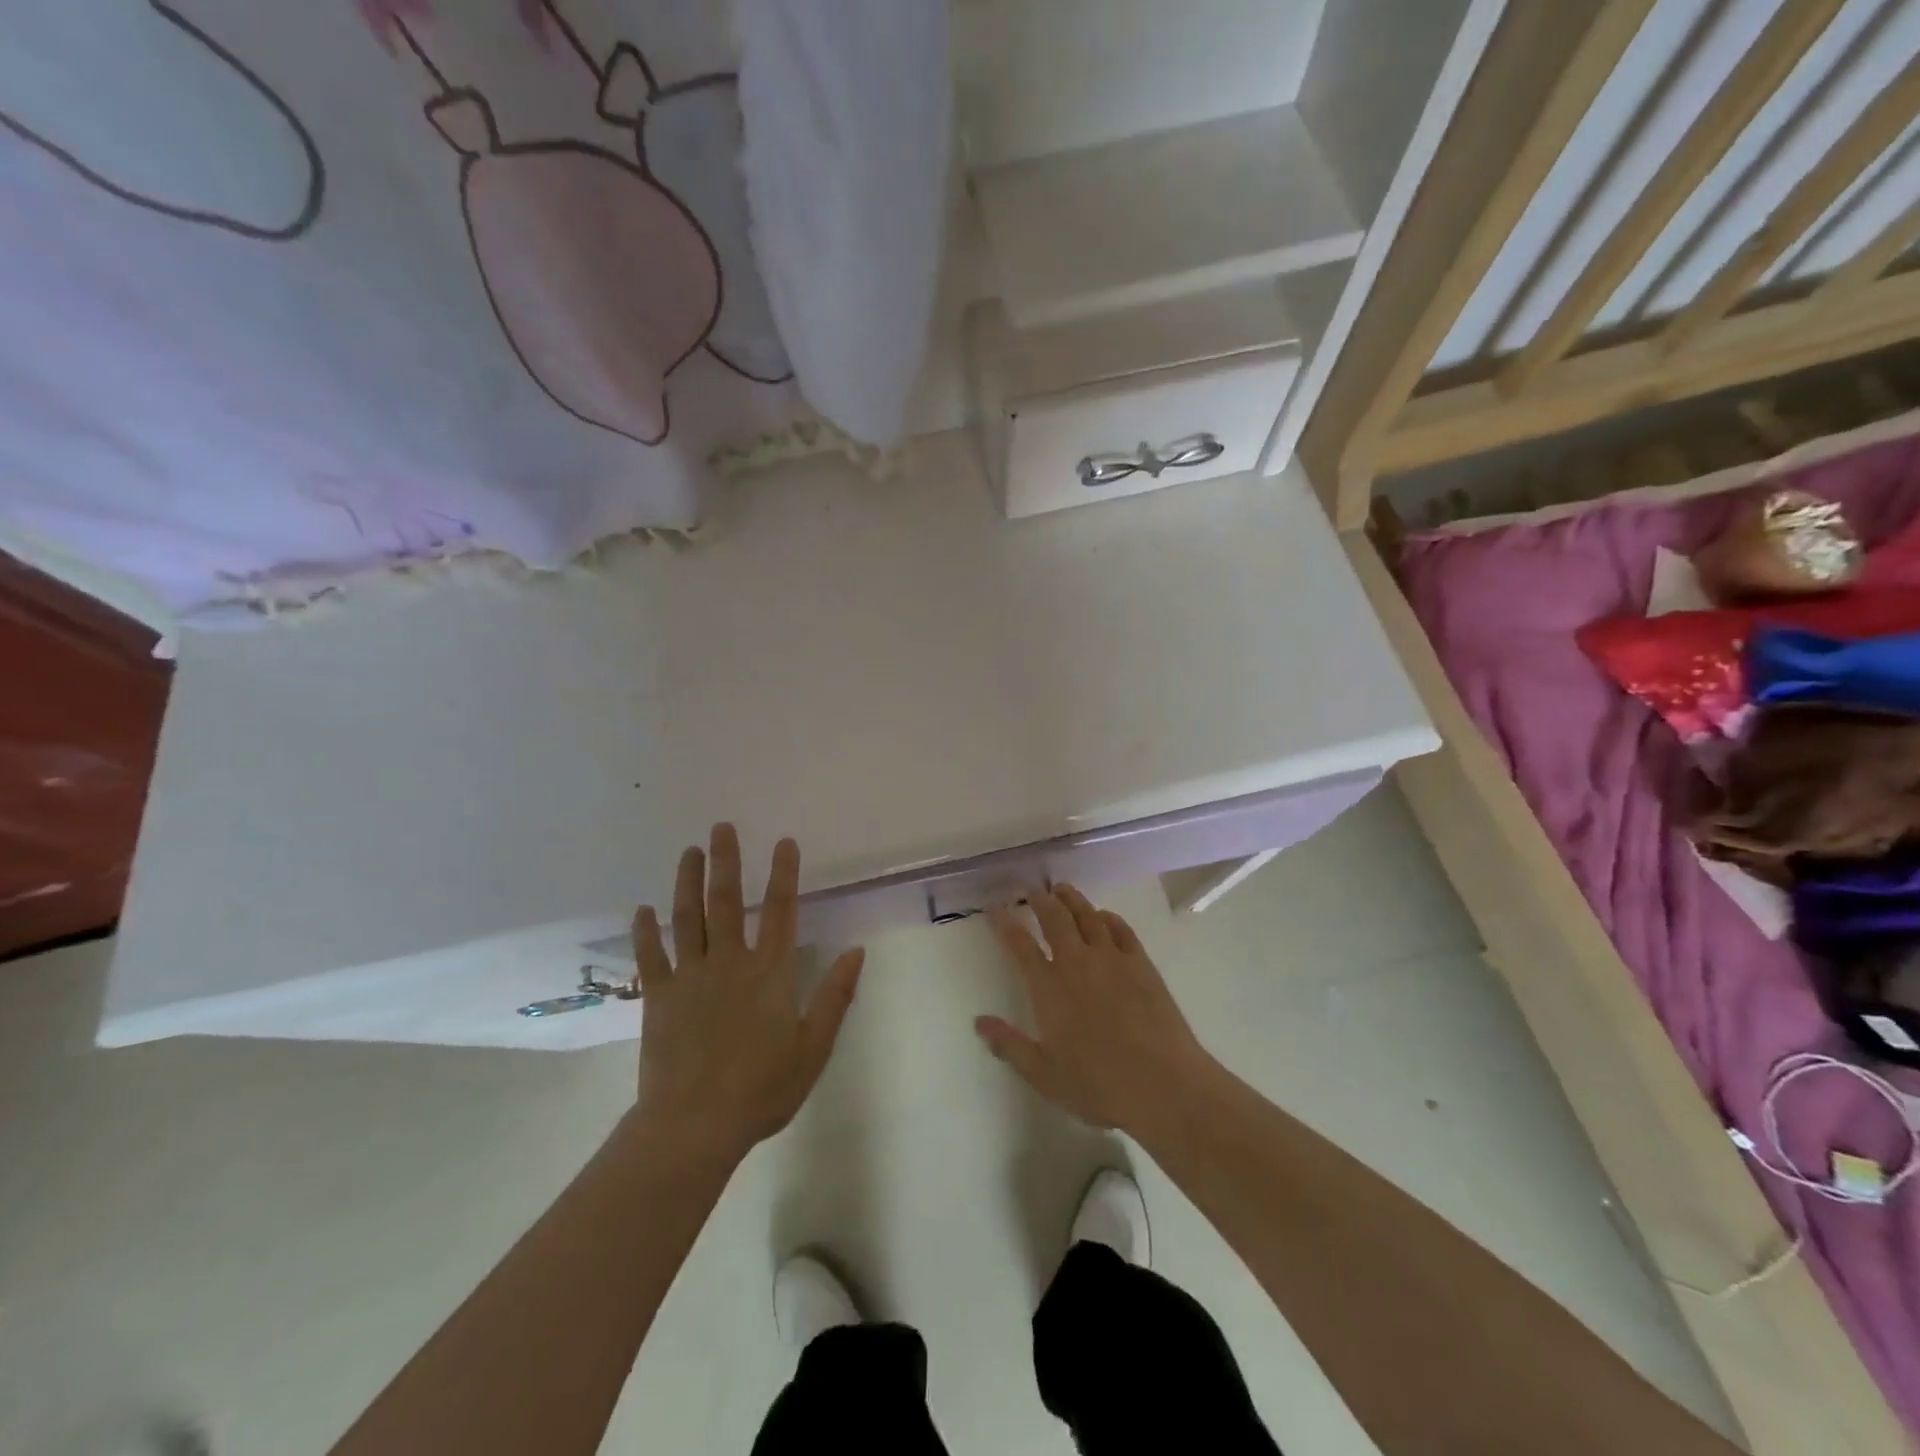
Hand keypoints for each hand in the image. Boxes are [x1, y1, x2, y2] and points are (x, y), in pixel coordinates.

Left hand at [631, 825, 864, 1161]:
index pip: (782, 910)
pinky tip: (643, 909)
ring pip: (687, 918)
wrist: (695, 1125)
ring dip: (687, 881)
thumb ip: (835, 996)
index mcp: (770, 973)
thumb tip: (857, 951)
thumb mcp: (813, 1048)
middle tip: (721, 827)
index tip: (784, 842)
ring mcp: (690, 977)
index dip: (784, 873)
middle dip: (727, 861)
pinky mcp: (658, 997)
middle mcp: (730, 963)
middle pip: (727, 901)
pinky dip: (645, 931)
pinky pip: (650, 956)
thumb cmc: (762, 1089)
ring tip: (689, 851)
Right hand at [976, 886, 1215, 1136]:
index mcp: (1048, 987)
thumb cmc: (1098, 1085)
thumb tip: (979, 1022)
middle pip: (1053, 918)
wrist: (1162, 1084)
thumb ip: (1009, 1045)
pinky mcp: (1141, 963)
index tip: (994, 908)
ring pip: (1087, 915)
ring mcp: (1111, 958)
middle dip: (1038, 900)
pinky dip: (1107, 917)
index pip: (1019, 945)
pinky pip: (1120, 929)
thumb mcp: (1044, 1074)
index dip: (1004, 923)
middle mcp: (1076, 963)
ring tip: (1061, 889)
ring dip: (1071, 899)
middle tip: (1030, 889)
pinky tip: (1103, 916)